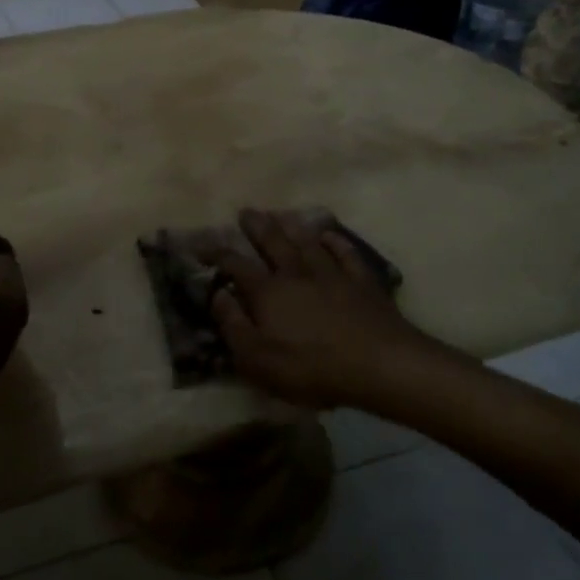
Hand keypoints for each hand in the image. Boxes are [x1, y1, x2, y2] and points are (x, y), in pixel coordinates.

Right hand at [212, 209, 429, 410]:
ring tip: (281, 214)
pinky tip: (329, 234)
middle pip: (273, 243)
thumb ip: (233, 325)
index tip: (200, 244)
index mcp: (268, 292)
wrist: (378, 364)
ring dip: (292, 226)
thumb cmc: (311, 368)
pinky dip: (335, 241)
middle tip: (246, 211)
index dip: (216, 253)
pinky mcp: (361, 282)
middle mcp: (296, 274)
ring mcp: (332, 274)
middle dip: (257, 226)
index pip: (236, 265)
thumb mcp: (257, 359)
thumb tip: (217, 294)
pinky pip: (345, 253)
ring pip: (307, 242)